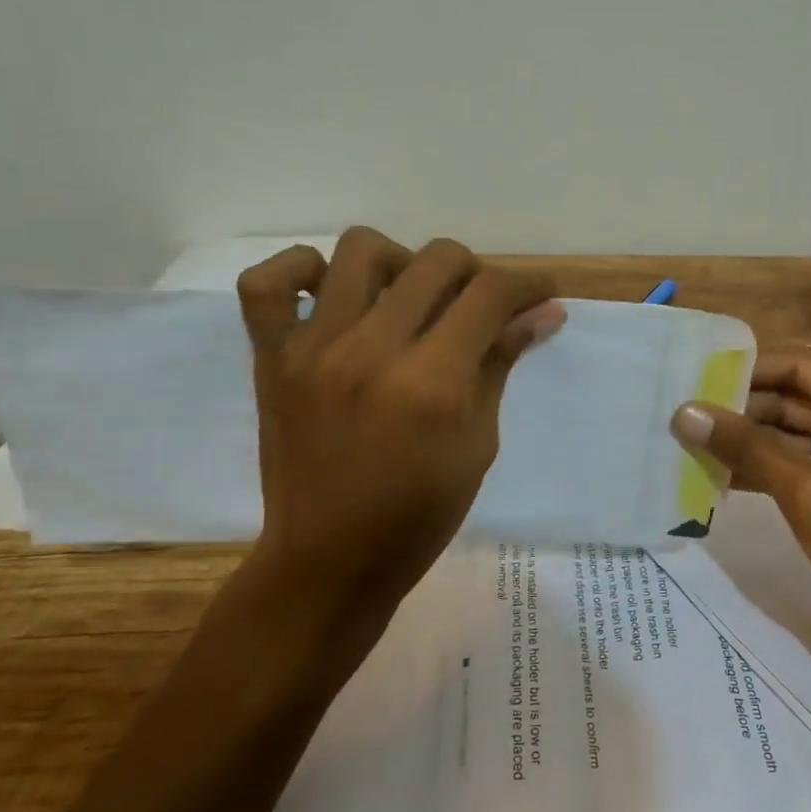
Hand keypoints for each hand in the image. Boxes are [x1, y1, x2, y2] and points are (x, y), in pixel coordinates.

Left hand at [237, 227, 562, 639]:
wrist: (330, 562)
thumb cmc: (420, 515)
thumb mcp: (479, 442)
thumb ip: (501, 363)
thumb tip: (543, 311)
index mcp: (432, 383)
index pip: (491, 294)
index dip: (529, 283)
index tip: (541, 292)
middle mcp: (372, 351)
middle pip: (437, 260)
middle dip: (476, 271)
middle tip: (479, 305)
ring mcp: (313, 349)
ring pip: (361, 249)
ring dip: (402, 262)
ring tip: (409, 299)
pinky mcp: (271, 358)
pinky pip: (267, 282)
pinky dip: (301, 271)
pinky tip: (331, 294)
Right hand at [671, 351, 810, 719]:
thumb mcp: (805, 489)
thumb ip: (744, 445)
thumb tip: (683, 412)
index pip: (803, 366)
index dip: (749, 367)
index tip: (695, 371)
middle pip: (792, 396)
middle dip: (740, 405)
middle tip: (681, 406)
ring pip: (784, 432)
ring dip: (740, 437)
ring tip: (683, 434)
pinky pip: (786, 464)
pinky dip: (752, 466)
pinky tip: (707, 468)